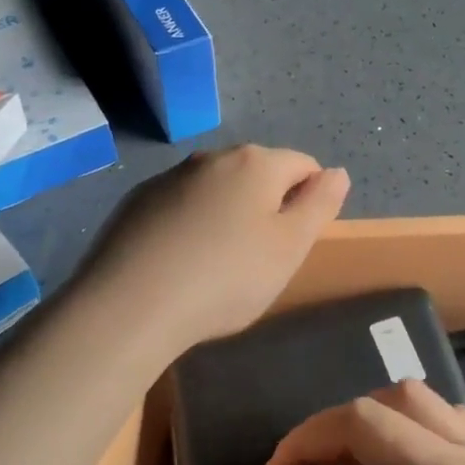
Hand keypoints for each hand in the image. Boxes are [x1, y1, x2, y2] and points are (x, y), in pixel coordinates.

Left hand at [73, 145, 348, 351]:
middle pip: (259, 173)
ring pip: (218, 188)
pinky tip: (180, 264)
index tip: (295, 243)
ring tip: (217, 265)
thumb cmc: (225, 278)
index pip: (304, 165)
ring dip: (229, 214)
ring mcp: (170, 177)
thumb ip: (320, 205)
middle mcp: (213, 157)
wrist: (128, 307)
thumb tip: (337, 173)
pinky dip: (191, 224)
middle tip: (260, 259)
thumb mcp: (290, 248)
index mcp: (256, 163)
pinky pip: (181, 205)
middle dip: (268, 205)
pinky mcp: (137, 201)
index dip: (311, 201)